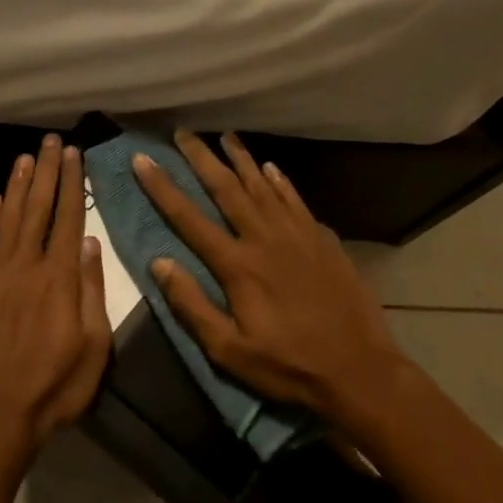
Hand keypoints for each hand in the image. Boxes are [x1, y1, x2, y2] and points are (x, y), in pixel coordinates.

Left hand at [0, 135, 110, 456]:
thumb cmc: (54, 387)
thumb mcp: (94, 347)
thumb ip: (93, 292)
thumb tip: (92, 244)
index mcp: (61, 278)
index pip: (70, 219)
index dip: (73, 183)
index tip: (75, 154)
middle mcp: (27, 266)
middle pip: (39, 209)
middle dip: (47, 172)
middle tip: (51, 141)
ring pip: (9, 219)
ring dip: (19, 186)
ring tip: (26, 157)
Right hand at [133, 132, 406, 423]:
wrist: (360, 370)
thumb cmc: (288, 365)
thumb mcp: (229, 351)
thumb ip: (192, 305)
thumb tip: (160, 263)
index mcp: (238, 266)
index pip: (189, 218)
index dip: (162, 187)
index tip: (143, 159)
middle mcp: (265, 239)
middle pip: (227, 189)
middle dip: (201, 158)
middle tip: (183, 132)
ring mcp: (298, 236)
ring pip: (263, 186)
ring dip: (241, 159)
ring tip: (225, 136)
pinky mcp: (323, 241)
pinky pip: (296, 200)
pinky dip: (280, 181)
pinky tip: (270, 168)